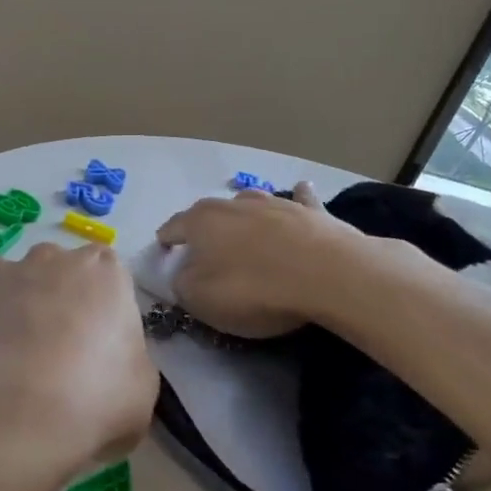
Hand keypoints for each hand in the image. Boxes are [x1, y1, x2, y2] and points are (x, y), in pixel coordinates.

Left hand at [0, 243, 157, 490]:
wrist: (16, 414)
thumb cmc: (93, 399)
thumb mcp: (140, 391)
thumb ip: (128, 363)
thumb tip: (112, 369)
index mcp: (105, 273)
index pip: (108, 272)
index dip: (102, 306)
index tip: (100, 342)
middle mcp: (51, 260)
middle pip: (55, 266)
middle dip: (54, 296)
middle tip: (55, 348)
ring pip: (4, 273)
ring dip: (6, 298)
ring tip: (4, 346)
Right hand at [154, 183, 364, 336]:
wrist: (327, 275)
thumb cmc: (253, 288)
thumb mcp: (200, 299)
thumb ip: (182, 284)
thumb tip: (183, 274)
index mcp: (202, 221)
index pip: (174, 226)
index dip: (166, 239)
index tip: (163, 248)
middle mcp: (235, 204)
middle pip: (211, 213)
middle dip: (205, 228)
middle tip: (205, 248)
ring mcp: (276, 203)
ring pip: (252, 204)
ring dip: (245, 216)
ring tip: (244, 228)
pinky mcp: (312, 212)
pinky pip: (300, 201)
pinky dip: (297, 199)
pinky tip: (302, 191)